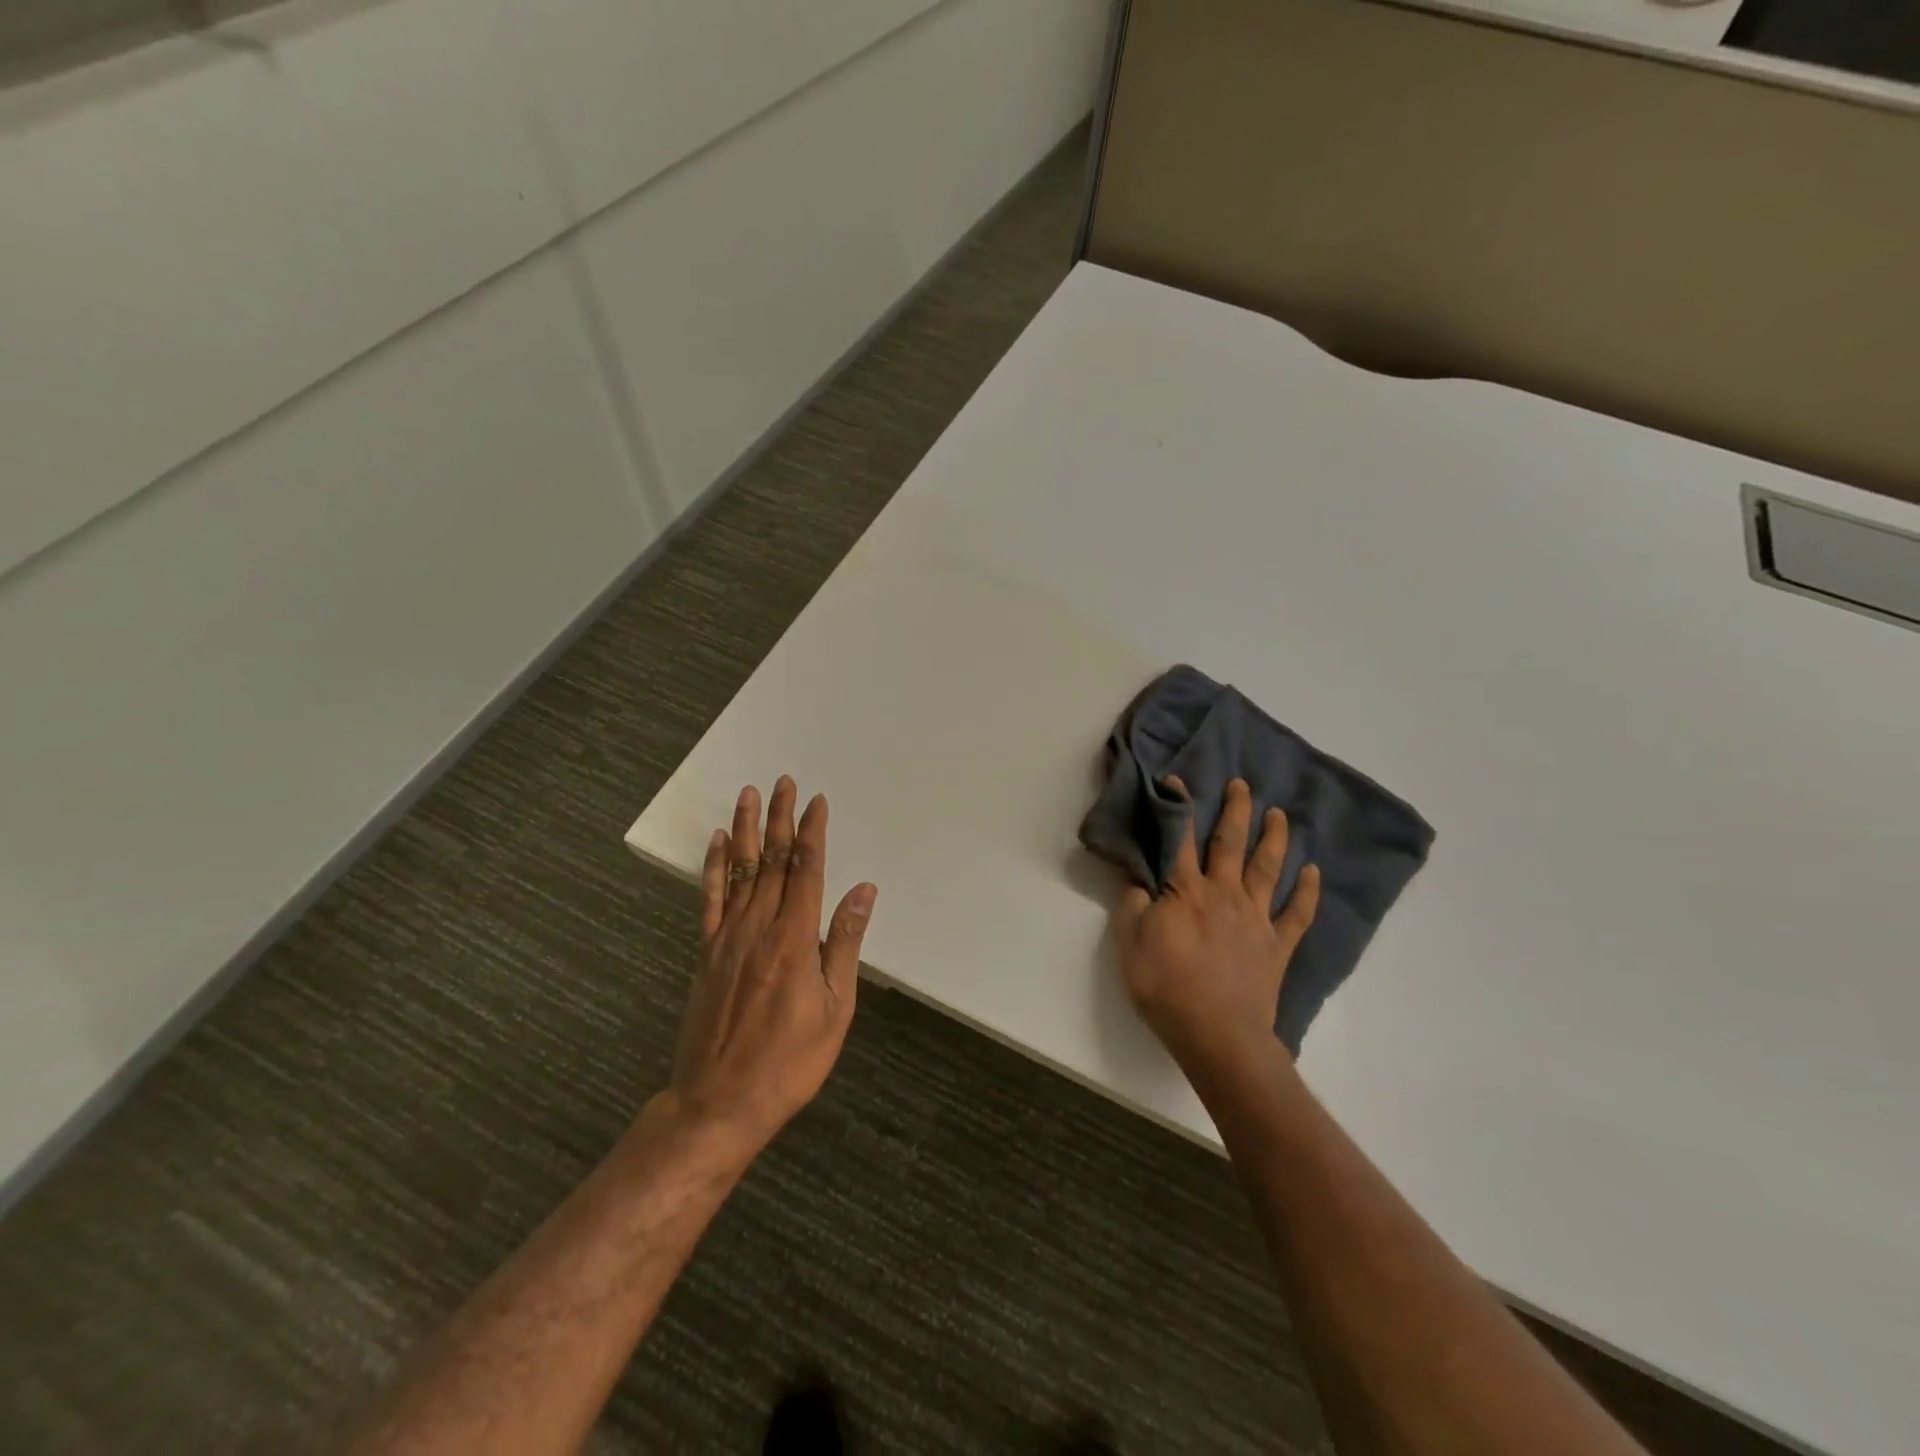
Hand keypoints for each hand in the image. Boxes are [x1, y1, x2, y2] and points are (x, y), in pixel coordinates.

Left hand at [666, 777, 876, 1150]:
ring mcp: (727, 938)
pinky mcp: (707, 953)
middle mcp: (759, 927)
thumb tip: (863, 890)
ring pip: (739, 871)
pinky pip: (710, 899)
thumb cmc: (789, 1061)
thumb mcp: (836, 1008)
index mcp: (795, 939)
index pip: (805, 870)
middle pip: (771, 861)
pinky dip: (714, 867)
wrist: (719, 1102)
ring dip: (746, 830)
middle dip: (780, 818)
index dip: (811, 832)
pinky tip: (718, 842)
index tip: (817, 802)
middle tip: (784, 782)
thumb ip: (846, 942)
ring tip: (750, 794)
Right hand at [1114, 777, 1320, 1085]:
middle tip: (1242, 784)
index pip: (1179, 839)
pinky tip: (1314, 873)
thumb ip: (1132, 906)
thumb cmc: (1166, 988)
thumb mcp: (1129, 944)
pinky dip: (1308, 893)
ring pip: (1267, 868)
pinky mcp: (1277, 946)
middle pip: (1230, 844)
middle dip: (1235, 811)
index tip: (1178, 780)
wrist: (1217, 1035)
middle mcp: (1224, 894)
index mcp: (1185, 891)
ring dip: (1274, 838)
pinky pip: (1297, 914)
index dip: (1178, 808)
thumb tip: (1138, 878)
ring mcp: (1255, 918)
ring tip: (1279, 814)